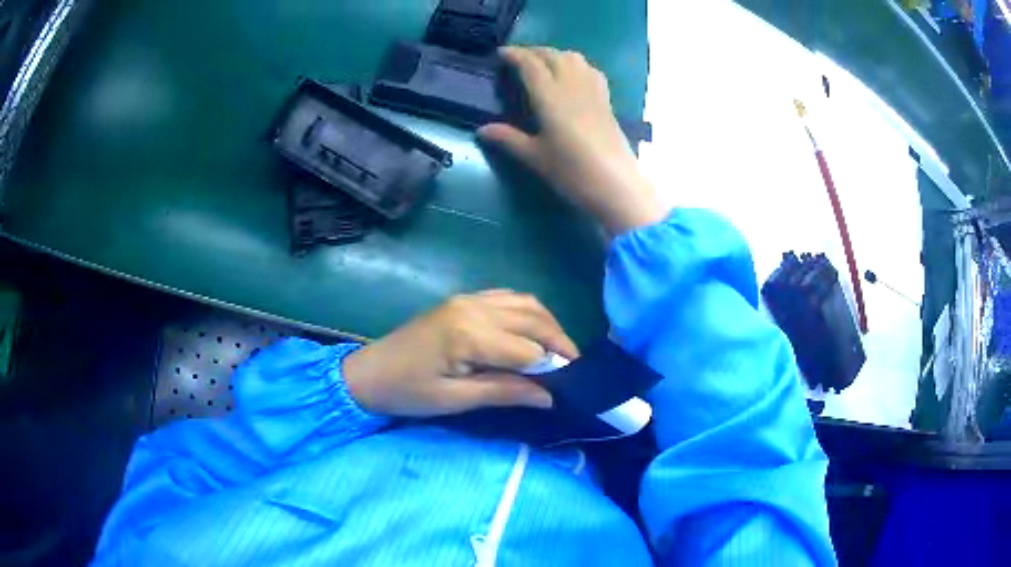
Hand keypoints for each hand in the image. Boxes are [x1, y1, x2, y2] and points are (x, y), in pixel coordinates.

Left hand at [342, 290, 578, 416]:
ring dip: (547, 324)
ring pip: (524, 303)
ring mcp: (467, 299)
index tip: (568, 387)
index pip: (528, 349)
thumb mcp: (454, 401)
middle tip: (573, 367)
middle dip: (559, 342)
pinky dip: (527, 312)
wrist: (368, 372)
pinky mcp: (461, 300)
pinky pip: (506, 297)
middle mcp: (473, 308)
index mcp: (469, 335)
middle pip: (533, 319)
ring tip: (558, 351)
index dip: (551, 368)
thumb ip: (504, 392)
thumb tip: (550, 397)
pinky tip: (532, 331)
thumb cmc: (407, 392)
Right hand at [479, 46, 666, 235]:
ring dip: (555, 54)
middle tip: (518, 59)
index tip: (501, 54)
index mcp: (551, 97)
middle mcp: (572, 86)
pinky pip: (590, 70)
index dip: (515, 55)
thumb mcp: (535, 157)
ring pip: (574, 58)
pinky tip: (572, 76)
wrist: (616, 185)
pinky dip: (576, 64)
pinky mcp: (606, 101)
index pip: (531, 65)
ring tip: (543, 64)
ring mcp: (593, 91)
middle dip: (533, 51)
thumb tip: (481, 130)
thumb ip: (508, 139)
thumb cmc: (572, 172)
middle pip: (553, 55)